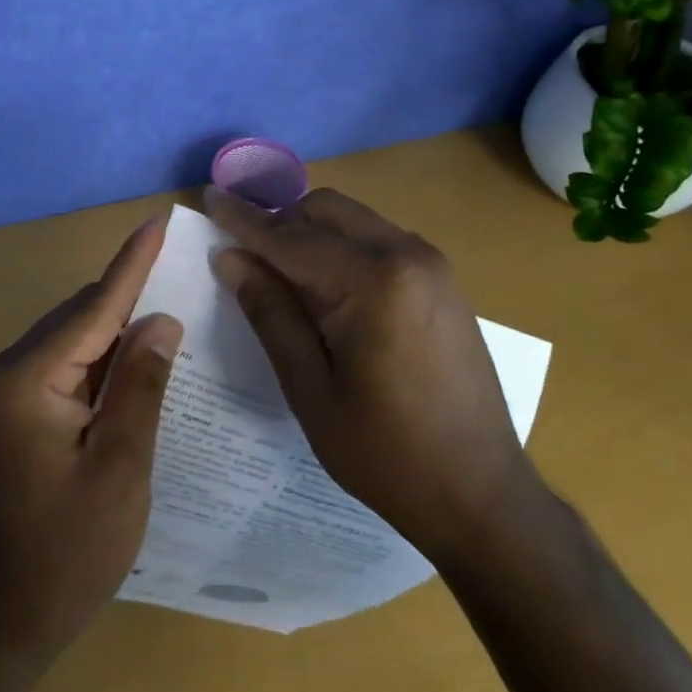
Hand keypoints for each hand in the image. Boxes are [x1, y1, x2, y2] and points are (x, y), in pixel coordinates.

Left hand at [0, 218, 182, 664]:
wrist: (1, 622)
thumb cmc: (67, 550)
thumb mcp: (119, 467)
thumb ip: (141, 385)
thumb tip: (161, 319)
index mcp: (30, 377)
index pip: (95, 304)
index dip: (133, 261)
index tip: (159, 218)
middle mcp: (11, 371)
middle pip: (83, 316)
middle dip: (132, 296)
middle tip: (185, 276)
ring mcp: (10, 394)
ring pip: (76, 340)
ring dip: (119, 330)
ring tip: (172, 317)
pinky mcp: (17, 414)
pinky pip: (68, 367)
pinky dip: (103, 361)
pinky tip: (137, 365)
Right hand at [202, 185, 530, 565]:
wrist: (482, 494)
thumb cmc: (386, 454)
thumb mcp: (310, 389)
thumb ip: (270, 313)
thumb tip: (230, 259)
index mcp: (374, 282)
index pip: (292, 238)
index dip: (244, 220)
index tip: (209, 198)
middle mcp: (408, 255)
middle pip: (327, 210)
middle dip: (280, 223)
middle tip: (243, 255)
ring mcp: (432, 265)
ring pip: (353, 221)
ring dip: (311, 234)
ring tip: (280, 276)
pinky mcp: (442, 281)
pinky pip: (378, 241)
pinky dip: (342, 248)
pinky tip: (327, 290)